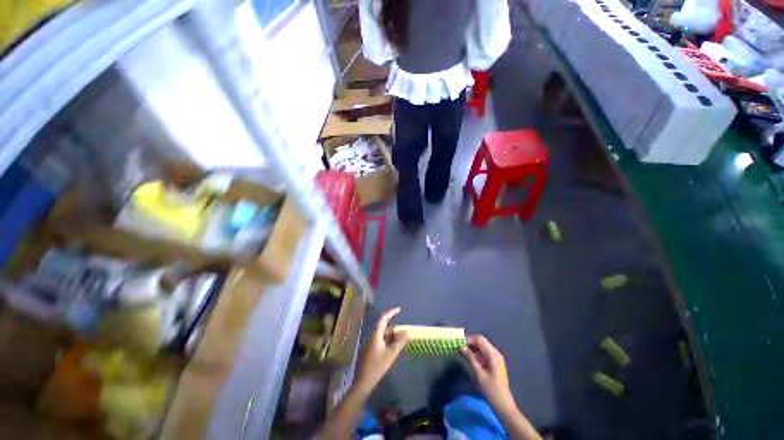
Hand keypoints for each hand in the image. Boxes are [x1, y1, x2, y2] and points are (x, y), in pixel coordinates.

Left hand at [354, 308, 410, 395]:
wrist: (363, 383)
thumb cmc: (377, 366)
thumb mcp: (391, 353)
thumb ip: (400, 342)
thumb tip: (409, 332)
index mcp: (375, 335)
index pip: (383, 319)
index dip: (391, 313)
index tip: (399, 309)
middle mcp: (371, 337)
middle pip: (383, 328)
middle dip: (394, 329)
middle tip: (404, 334)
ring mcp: (369, 344)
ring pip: (382, 336)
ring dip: (391, 337)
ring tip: (401, 342)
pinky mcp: (369, 352)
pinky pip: (380, 342)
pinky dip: (387, 343)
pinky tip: (392, 350)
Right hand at [460, 335, 515, 412]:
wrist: (503, 405)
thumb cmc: (490, 389)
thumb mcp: (478, 373)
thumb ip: (469, 358)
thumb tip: (461, 347)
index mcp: (493, 354)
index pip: (479, 339)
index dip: (469, 340)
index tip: (459, 345)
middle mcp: (496, 353)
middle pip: (481, 342)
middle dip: (470, 344)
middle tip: (460, 350)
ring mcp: (497, 359)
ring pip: (483, 348)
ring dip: (473, 349)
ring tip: (464, 355)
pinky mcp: (496, 364)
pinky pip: (485, 354)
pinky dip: (477, 354)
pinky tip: (471, 360)